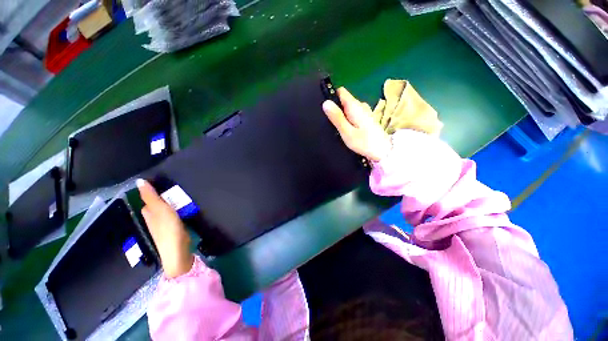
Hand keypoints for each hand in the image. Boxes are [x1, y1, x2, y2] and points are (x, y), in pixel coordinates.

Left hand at [137, 179, 193, 278]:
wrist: (177, 250)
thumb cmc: (168, 228)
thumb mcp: (160, 209)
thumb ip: (151, 196)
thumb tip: (139, 181)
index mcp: (149, 213)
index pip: (148, 198)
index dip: (153, 190)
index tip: (163, 181)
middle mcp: (154, 218)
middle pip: (157, 204)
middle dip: (164, 196)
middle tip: (177, 187)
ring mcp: (164, 225)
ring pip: (166, 210)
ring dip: (172, 203)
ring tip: (183, 195)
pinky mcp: (173, 229)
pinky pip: (174, 215)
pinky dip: (178, 210)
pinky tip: (185, 209)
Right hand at [322, 87, 390, 161]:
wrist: (383, 151)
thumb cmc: (364, 142)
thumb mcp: (347, 132)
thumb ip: (337, 117)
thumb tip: (326, 103)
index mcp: (354, 106)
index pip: (341, 91)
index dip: (331, 95)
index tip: (325, 106)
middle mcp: (360, 105)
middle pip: (344, 99)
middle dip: (336, 107)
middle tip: (329, 121)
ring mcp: (365, 111)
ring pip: (349, 107)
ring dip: (342, 113)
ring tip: (337, 126)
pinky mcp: (367, 118)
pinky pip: (354, 113)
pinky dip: (348, 117)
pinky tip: (346, 128)